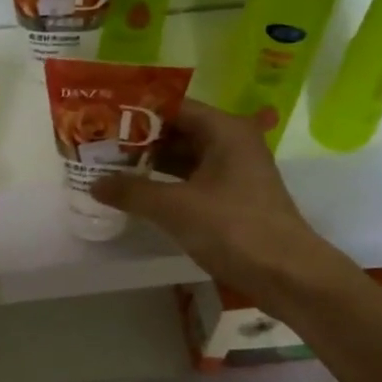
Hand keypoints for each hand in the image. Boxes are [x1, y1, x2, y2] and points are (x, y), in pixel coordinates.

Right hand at [91, 99, 331, 302]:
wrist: (286, 274)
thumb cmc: (233, 228)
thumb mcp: (175, 208)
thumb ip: (132, 192)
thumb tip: (94, 183)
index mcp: (224, 129)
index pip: (173, 107)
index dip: (136, 112)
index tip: (102, 119)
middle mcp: (232, 142)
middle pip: (178, 130)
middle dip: (139, 140)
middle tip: (99, 146)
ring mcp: (235, 171)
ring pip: (184, 157)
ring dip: (151, 164)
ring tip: (110, 168)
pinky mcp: (233, 197)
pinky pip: (193, 180)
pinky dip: (167, 184)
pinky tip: (139, 193)